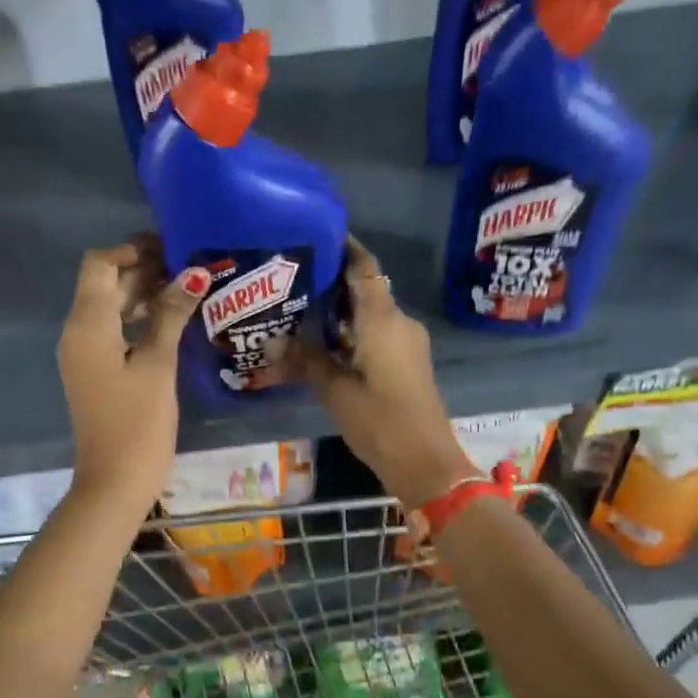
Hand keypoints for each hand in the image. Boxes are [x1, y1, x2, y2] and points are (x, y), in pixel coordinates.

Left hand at [58, 237, 208, 513]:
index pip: (100, 264)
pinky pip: (112, 331)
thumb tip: (192, 274)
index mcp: (87, 325)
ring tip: (187, 290)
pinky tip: (170, 322)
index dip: (132, 250)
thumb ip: (171, 315)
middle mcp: (77, 332)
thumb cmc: (138, 423)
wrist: (114, 481)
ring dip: (142, 294)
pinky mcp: (94, 372)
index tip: (172, 249)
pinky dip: (137, 319)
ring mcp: (84, 354)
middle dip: (142, 269)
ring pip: (109, 307)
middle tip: (189, 268)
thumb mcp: (158, 365)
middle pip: (104, 283)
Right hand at [295, 239, 474, 510]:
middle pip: (365, 289)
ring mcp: (406, 344)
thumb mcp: (336, 391)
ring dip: (340, 312)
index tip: (314, 236)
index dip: (343, 248)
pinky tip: (323, 344)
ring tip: (299, 311)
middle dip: (331, 283)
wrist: (424, 461)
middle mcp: (398, 322)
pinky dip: (351, 333)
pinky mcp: (407, 363)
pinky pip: (376, 334)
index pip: (363, 267)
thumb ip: (307, 360)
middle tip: (291, 280)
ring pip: (370, 314)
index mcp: (383, 319)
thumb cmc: (380, 421)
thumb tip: (273, 340)